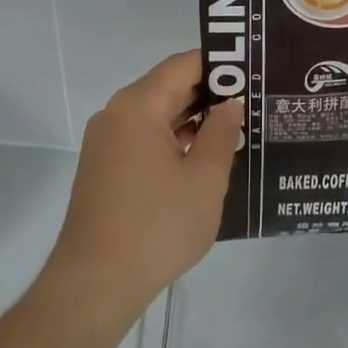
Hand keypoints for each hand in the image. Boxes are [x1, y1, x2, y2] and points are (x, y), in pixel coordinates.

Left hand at [42, 51, 241, 329]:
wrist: (95, 283)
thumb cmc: (157, 225)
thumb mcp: (204, 179)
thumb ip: (222, 133)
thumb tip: (230, 104)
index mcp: (138, 105)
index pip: (184, 65)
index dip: (220, 64)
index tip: (252, 71)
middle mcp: (116, 114)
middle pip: (168, 87)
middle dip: (209, 93)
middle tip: (252, 101)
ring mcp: (106, 142)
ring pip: (156, 115)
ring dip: (192, 120)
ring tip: (235, 130)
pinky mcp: (104, 168)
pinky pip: (143, 139)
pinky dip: (172, 141)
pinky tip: (201, 159)